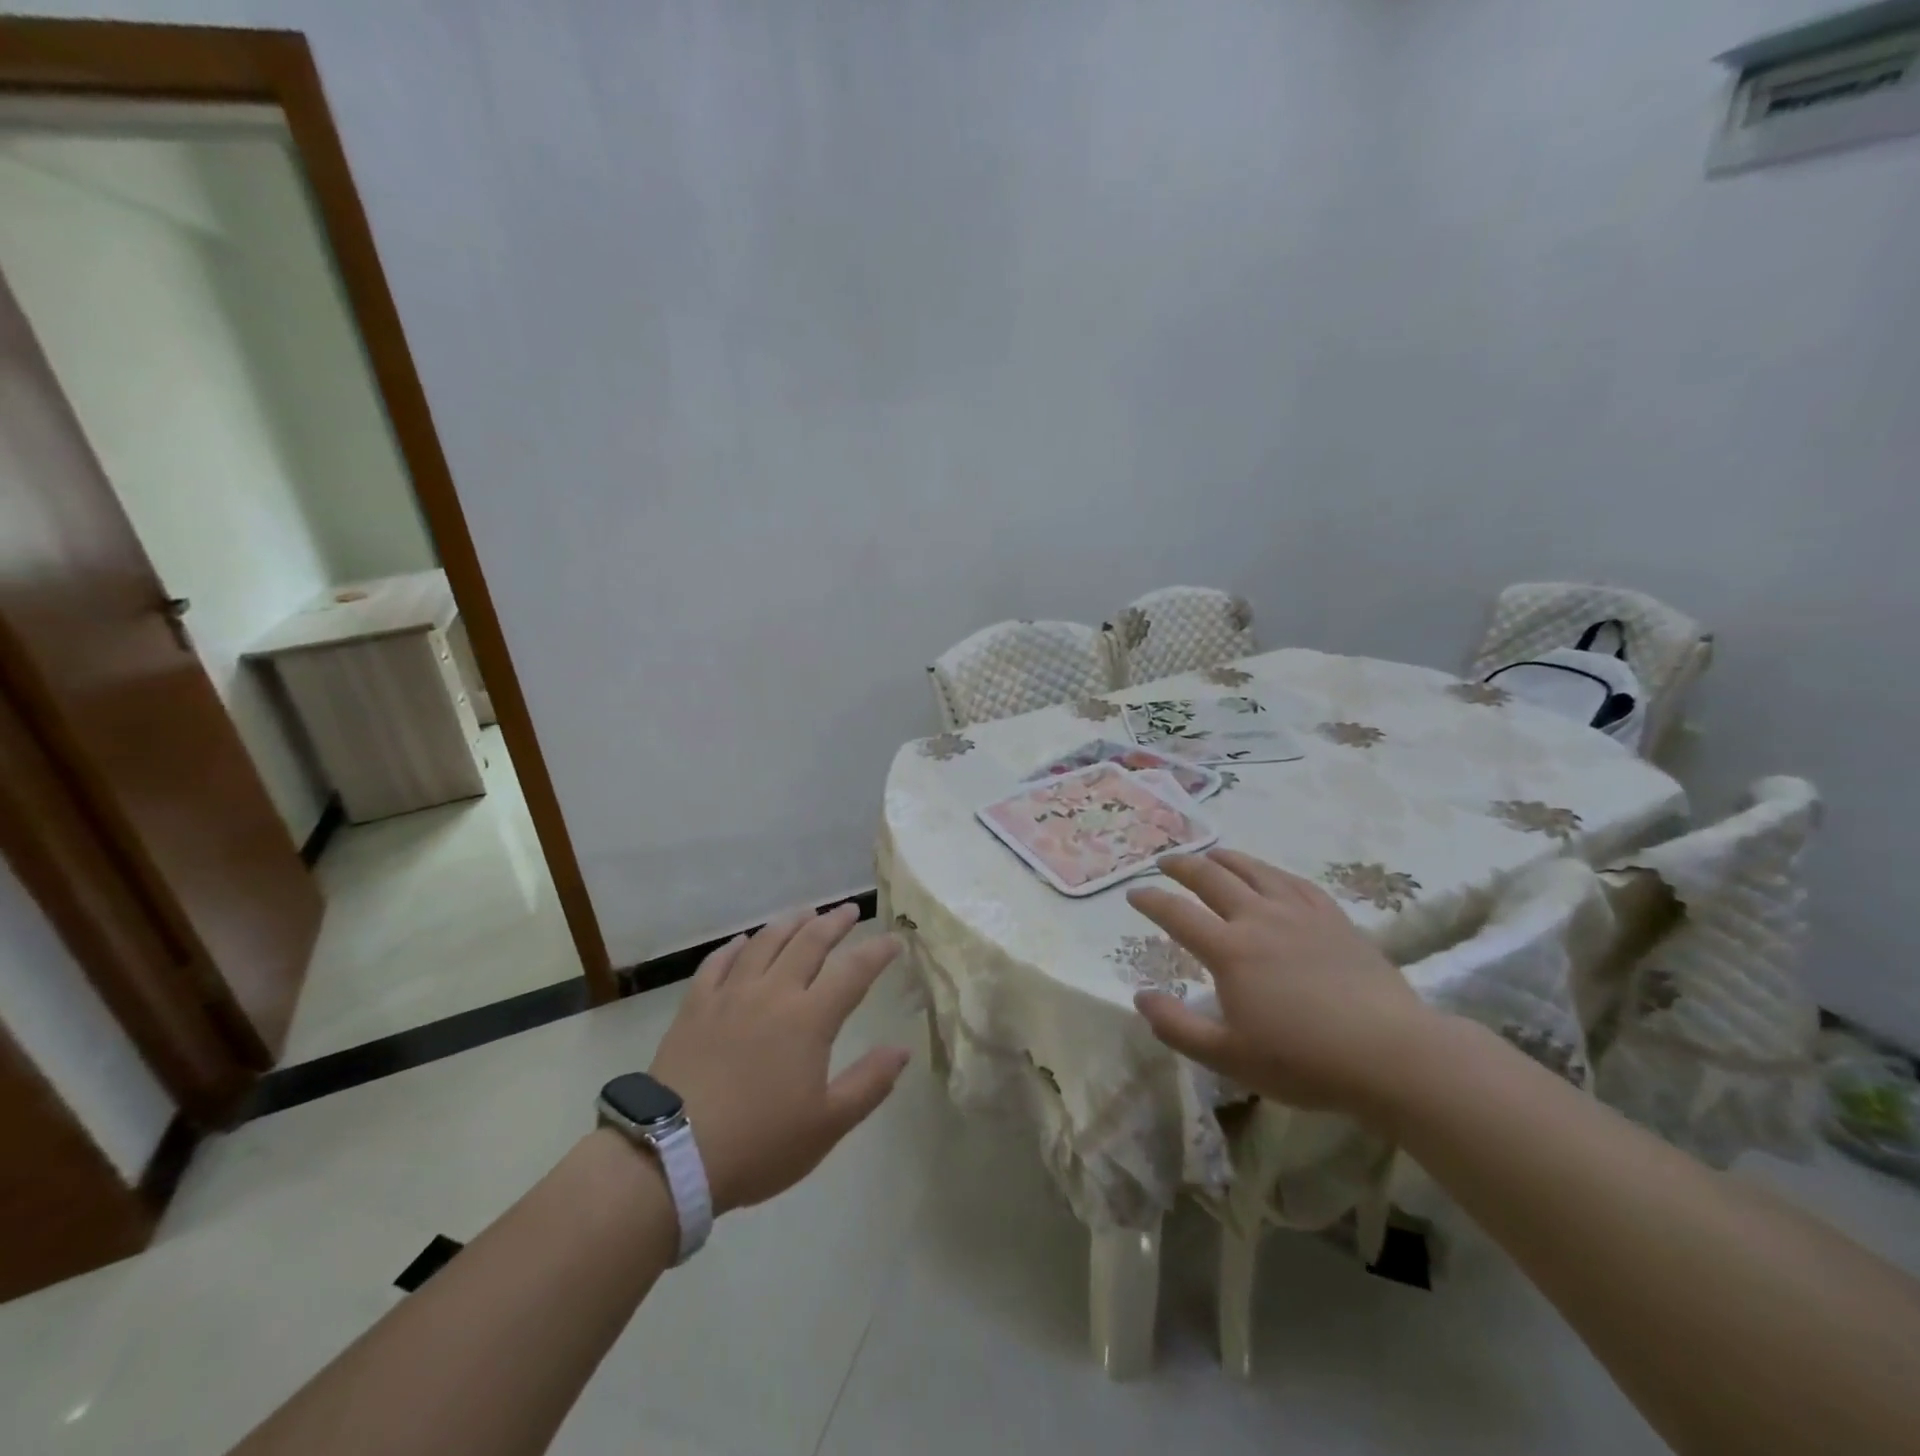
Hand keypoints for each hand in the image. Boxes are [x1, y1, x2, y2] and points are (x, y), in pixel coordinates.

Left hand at [647, 905, 909, 1213]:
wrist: (671, 1155)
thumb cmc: (758, 1143)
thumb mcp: (827, 1125)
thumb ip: (869, 1083)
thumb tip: (902, 1049)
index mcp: (809, 1019)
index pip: (853, 971)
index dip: (877, 951)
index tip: (895, 939)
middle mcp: (772, 993)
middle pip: (809, 942)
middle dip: (834, 922)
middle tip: (850, 910)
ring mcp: (730, 995)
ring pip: (764, 943)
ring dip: (790, 923)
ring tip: (805, 913)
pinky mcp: (694, 1006)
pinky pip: (717, 963)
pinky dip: (735, 947)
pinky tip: (742, 943)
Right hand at [1126, 850, 1436, 1121]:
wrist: (1392, 1054)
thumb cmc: (1304, 1060)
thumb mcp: (1228, 1057)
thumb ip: (1177, 1026)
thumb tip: (1140, 995)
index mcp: (1229, 950)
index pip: (1177, 914)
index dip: (1150, 900)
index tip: (1133, 893)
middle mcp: (1258, 919)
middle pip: (1211, 878)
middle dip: (1182, 866)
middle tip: (1165, 862)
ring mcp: (1299, 914)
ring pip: (1253, 871)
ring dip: (1225, 859)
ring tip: (1210, 854)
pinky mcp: (1333, 918)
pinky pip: (1295, 882)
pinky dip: (1272, 872)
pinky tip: (1269, 874)